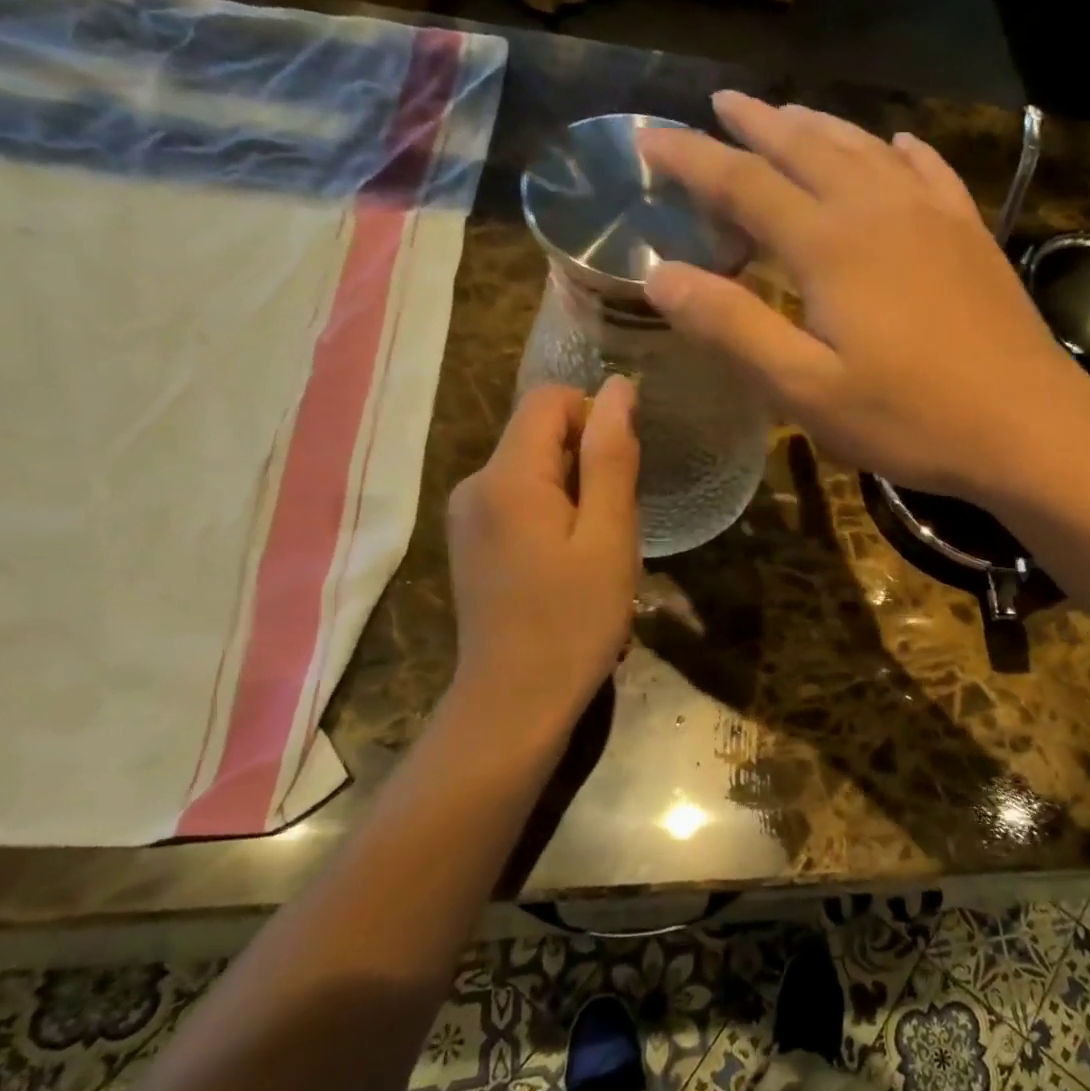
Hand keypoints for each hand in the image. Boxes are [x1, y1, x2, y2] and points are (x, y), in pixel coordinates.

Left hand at [445, 378, 639, 735]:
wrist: (515, 702)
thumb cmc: (574, 620)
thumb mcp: (609, 536)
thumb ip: (611, 457)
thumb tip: (619, 388)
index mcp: (507, 476)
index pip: (550, 399)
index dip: (596, 418)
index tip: (623, 472)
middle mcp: (475, 484)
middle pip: (538, 433)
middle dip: (587, 462)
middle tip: (614, 524)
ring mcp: (467, 516)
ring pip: (532, 469)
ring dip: (574, 493)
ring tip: (595, 551)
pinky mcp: (471, 543)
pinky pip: (519, 501)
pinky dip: (553, 515)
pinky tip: (568, 565)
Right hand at [639, 92, 1089, 500]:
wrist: (1027, 425)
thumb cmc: (911, 418)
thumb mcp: (807, 391)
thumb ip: (734, 328)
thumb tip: (660, 274)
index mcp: (830, 245)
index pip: (743, 183)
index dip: (691, 159)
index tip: (647, 138)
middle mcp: (878, 210)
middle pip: (805, 148)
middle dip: (755, 124)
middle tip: (719, 104)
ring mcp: (933, 217)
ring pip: (864, 149)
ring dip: (818, 127)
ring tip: (787, 114)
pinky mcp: (971, 236)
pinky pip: (929, 172)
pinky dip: (900, 151)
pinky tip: (895, 145)